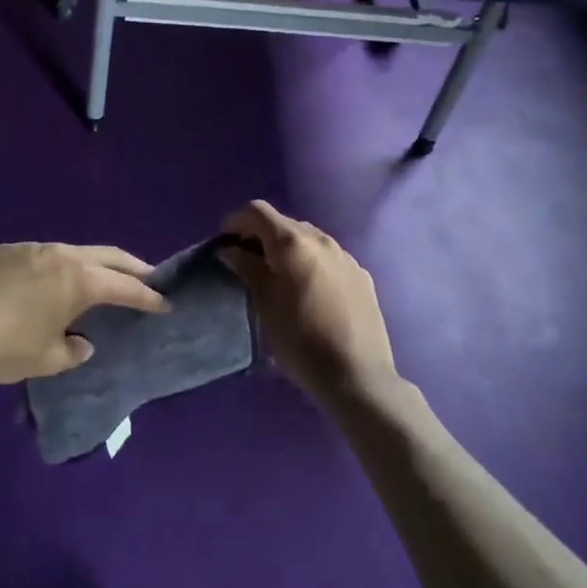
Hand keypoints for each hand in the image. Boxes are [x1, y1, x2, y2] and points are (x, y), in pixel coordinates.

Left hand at [0, 243, 166, 385]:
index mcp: (79, 280)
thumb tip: (82, 343)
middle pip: (106, 256)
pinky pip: (44, 255)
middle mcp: (61, 255)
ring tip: (99, 279)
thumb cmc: (5, 347)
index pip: (124, 286)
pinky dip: (60, 266)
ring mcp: (31, 248)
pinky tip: (51, 282)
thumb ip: (72, 351)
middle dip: (130, 266)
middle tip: (147, 277)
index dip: (147, 296)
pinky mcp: (5, 251)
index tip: (165, 303)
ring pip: (74, 251)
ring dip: (92, 264)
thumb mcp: (46, 360)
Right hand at [218, 201, 395, 400]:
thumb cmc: (300, 339)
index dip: (235, 221)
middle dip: (261, 236)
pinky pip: (328, 258)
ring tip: (279, 278)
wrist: (357, 376)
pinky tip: (309, 292)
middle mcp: (321, 239)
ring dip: (288, 250)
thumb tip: (230, 249)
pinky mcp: (362, 275)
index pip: (257, 211)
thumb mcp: (264, 304)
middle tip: (248, 263)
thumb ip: (246, 268)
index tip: (224, 244)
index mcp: (292, 242)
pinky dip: (311, 263)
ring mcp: (346, 256)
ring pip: (308, 239)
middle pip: (283, 223)